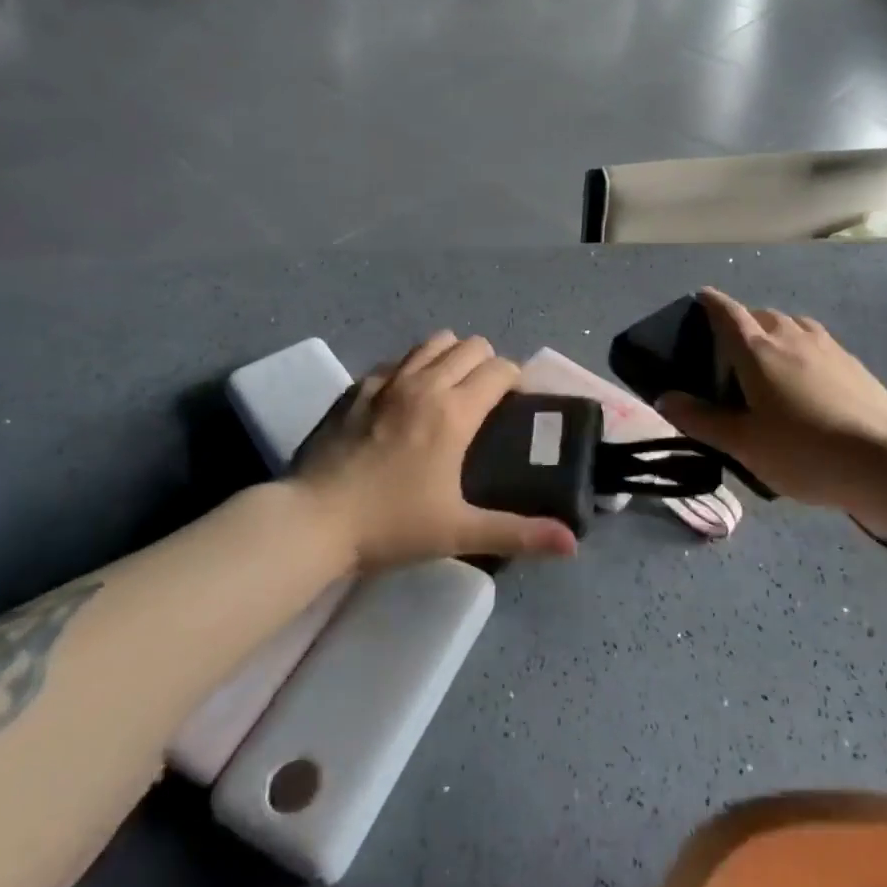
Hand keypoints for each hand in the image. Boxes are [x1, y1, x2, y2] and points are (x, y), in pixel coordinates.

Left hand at [291, 332, 578, 568]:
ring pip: (433, 342)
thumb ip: (520, 532)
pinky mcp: (357, 386)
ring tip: (449, 391)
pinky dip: (412, 368)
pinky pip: (397, 360)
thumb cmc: (392, 524)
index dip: (516, 380)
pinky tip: (405, 401)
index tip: (515, 405)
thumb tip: (572, 544)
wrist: (313, 520)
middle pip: (471, 345)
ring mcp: (386, 380)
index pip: (500, 368)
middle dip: (487, 364)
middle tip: (485, 401)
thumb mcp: (460, 531)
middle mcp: (425, 383)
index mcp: (455, 410)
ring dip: (450, 357)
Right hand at [658, 287, 886, 511]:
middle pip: (760, 315)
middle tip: (731, 350)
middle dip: (742, 323)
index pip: (727, 312)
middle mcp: (790, 336)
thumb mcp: (742, 444)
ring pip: (792, 325)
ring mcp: (827, 346)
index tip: (700, 298)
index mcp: (756, 350)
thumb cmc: (802, 450)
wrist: (884, 460)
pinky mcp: (853, 362)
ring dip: (775, 333)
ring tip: (769, 361)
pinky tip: (807, 379)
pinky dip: (802, 349)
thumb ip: (701, 419)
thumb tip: (665, 397)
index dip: (710, 302)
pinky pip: (816, 343)